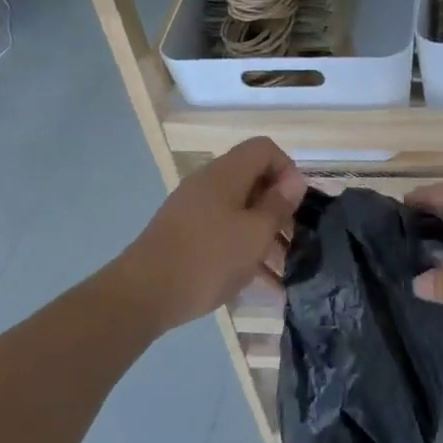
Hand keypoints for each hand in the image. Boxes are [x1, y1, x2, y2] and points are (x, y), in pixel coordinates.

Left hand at [112, 138, 304, 334]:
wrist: (144, 294)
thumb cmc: (208, 259)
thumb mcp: (255, 233)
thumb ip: (278, 205)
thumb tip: (294, 180)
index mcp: (225, 174)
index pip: (264, 149)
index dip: (288, 170)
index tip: (298, 206)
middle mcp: (207, 184)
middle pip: (253, 181)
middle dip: (279, 209)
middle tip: (297, 242)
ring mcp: (193, 210)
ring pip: (240, 212)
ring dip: (265, 236)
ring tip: (285, 270)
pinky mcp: (185, 236)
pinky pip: (224, 234)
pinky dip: (244, 251)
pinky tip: (262, 284)